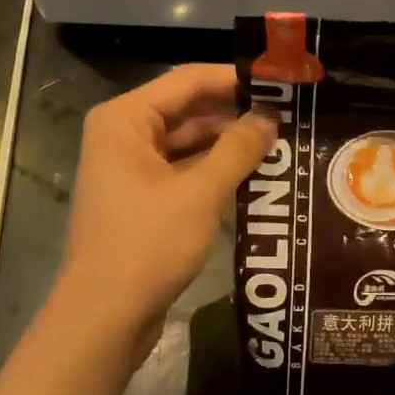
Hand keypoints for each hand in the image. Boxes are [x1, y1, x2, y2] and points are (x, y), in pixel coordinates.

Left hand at [54, 65, 273, 356]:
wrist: (105, 315)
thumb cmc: (148, 245)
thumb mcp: (200, 193)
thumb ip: (237, 150)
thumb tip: (269, 118)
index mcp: (125, 120)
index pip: (188, 81)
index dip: (235, 79)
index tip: (280, 82)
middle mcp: (123, 136)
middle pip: (187, 110)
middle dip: (235, 114)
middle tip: (289, 115)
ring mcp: (130, 170)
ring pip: (187, 144)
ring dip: (228, 146)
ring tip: (280, 145)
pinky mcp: (141, 200)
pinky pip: (182, 172)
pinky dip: (213, 173)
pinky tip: (253, 178)